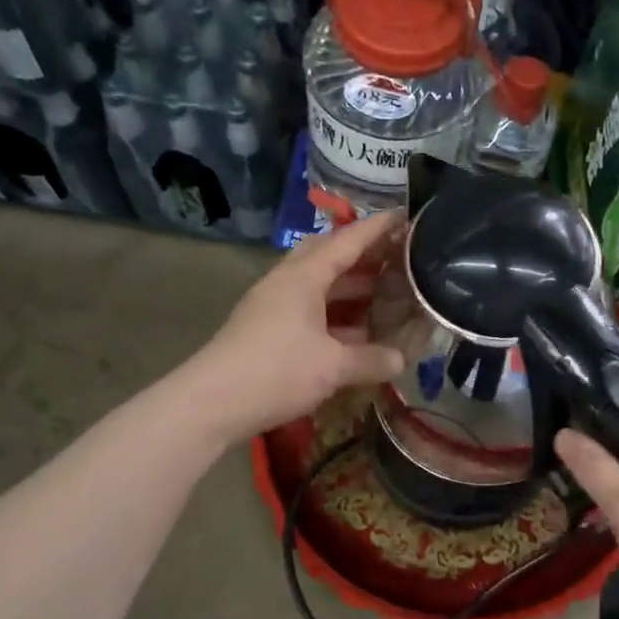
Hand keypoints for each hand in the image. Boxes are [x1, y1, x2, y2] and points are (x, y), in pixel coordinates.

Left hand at [181, 212, 407, 446]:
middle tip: (398, 259)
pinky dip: (336, 315)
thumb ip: (372, 360)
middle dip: (364, 256)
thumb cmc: (276, 371)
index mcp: (304, 276)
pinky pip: (310, 310)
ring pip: (319, 286)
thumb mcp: (332, 367)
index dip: (378, 228)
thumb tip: (401, 359)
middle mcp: (287, 282)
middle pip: (329, 256)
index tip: (406, 216)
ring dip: (351, 288)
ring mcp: (274, 305)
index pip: (348, 240)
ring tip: (386, 295)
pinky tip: (357, 333)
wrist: (212, 403)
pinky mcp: (267, 330)